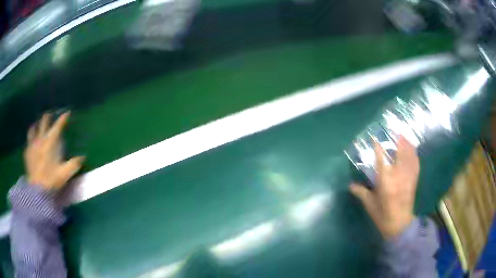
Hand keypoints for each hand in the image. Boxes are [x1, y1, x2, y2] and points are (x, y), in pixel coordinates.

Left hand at [24, 112, 83, 190]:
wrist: (37, 190)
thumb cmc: (51, 180)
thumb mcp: (65, 174)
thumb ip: (74, 164)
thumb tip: (83, 157)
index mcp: (50, 143)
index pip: (57, 126)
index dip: (63, 119)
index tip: (67, 113)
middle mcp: (40, 140)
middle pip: (43, 122)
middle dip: (47, 118)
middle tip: (50, 116)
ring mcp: (32, 145)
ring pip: (33, 129)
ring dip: (36, 126)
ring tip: (37, 126)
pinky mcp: (27, 153)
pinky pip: (28, 142)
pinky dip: (30, 140)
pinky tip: (31, 144)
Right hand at [350, 136, 418, 238]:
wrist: (399, 224)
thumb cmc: (382, 215)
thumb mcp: (369, 204)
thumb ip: (360, 192)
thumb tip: (350, 185)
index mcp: (385, 180)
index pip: (381, 158)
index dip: (378, 147)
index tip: (375, 138)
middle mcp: (398, 175)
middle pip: (400, 152)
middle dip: (398, 140)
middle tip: (395, 132)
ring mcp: (408, 177)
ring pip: (410, 156)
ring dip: (407, 145)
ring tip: (404, 137)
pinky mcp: (414, 180)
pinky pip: (416, 163)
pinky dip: (414, 155)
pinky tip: (413, 151)